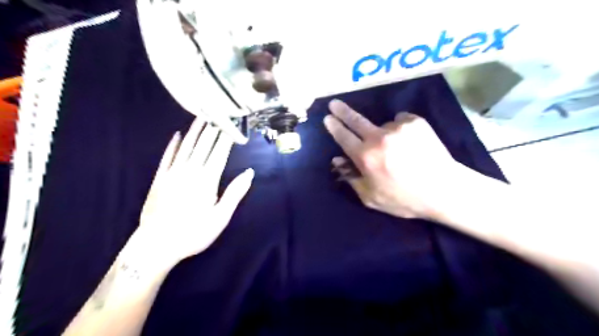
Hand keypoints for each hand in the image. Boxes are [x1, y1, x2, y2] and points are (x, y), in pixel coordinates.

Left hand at [134, 116, 253, 267]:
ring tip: (202, 115)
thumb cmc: (194, 233)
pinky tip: (177, 134)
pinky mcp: (159, 179)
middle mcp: (190, 171)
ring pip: (186, 146)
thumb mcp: (220, 217)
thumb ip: (235, 193)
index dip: (227, 136)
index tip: (233, 122)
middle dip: (213, 127)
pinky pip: (167, 156)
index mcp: (207, 180)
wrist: (156, 245)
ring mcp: (172, 173)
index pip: (220, 152)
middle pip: (204, 145)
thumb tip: (249, 173)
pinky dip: (173, 145)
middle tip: (219, 111)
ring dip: (195, 130)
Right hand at [323, 98, 461, 219]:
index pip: (344, 137)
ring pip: (382, 125)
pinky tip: (409, 141)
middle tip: (335, 103)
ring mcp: (398, 127)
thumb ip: (350, 178)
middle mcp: (379, 138)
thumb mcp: (371, 198)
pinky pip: (400, 121)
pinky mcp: (415, 122)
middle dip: (343, 111)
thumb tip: (337, 159)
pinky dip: (400, 128)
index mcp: (365, 157)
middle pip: (356, 120)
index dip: (334, 127)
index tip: (327, 117)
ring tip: (397, 149)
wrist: (444, 190)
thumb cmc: (404, 199)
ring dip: (383, 133)